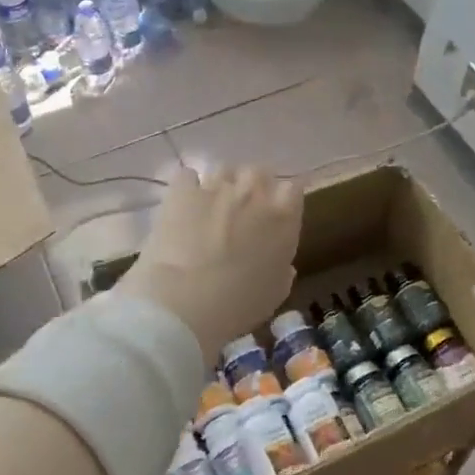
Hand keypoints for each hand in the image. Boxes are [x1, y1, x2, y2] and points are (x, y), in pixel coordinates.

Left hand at [115, 164, 302, 363]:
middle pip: (259, 172)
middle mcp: (253, 192)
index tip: (277, 214)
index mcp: (283, 217)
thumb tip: (283, 263)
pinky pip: (187, 176)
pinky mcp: (182, 191)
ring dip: (222, 185)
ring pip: (224, 170)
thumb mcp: (275, 293)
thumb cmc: (238, 304)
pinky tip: (183, 204)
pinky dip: (187, 187)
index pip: (293, 189)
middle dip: (253, 187)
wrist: (184, 301)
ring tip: (211, 207)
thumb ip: (283, 270)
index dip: (284, 200)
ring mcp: (216, 187)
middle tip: (243, 211)